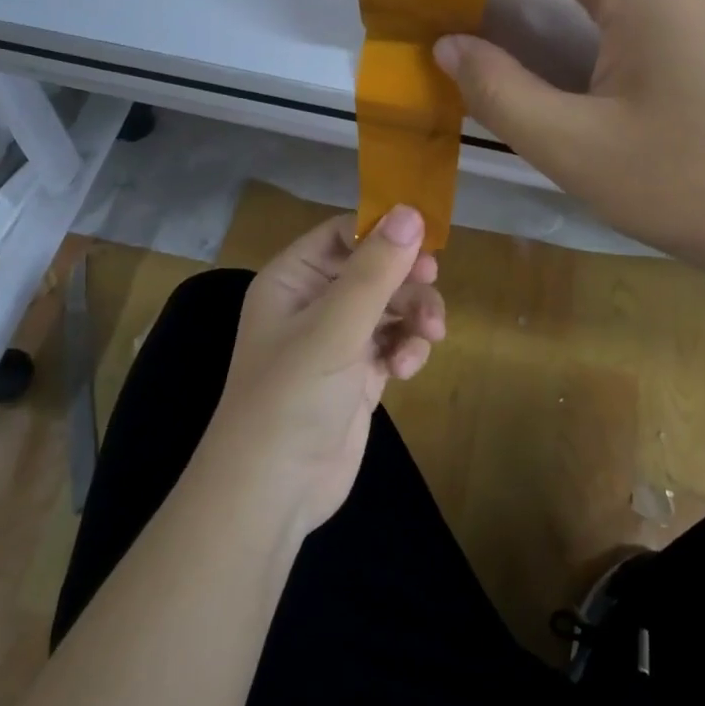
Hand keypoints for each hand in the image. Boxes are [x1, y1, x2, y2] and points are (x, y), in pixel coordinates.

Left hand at [201, 207, 445, 539]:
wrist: (273, 493)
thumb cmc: (292, 397)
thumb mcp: (335, 327)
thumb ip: (375, 270)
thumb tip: (411, 212)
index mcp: (293, 279)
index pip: (343, 234)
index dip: (383, 232)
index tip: (426, 239)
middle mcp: (313, 304)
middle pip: (374, 269)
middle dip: (406, 279)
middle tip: (431, 282)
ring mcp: (337, 341)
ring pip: (390, 306)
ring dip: (414, 315)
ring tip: (429, 336)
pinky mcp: (358, 375)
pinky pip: (393, 342)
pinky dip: (406, 349)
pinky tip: (405, 369)